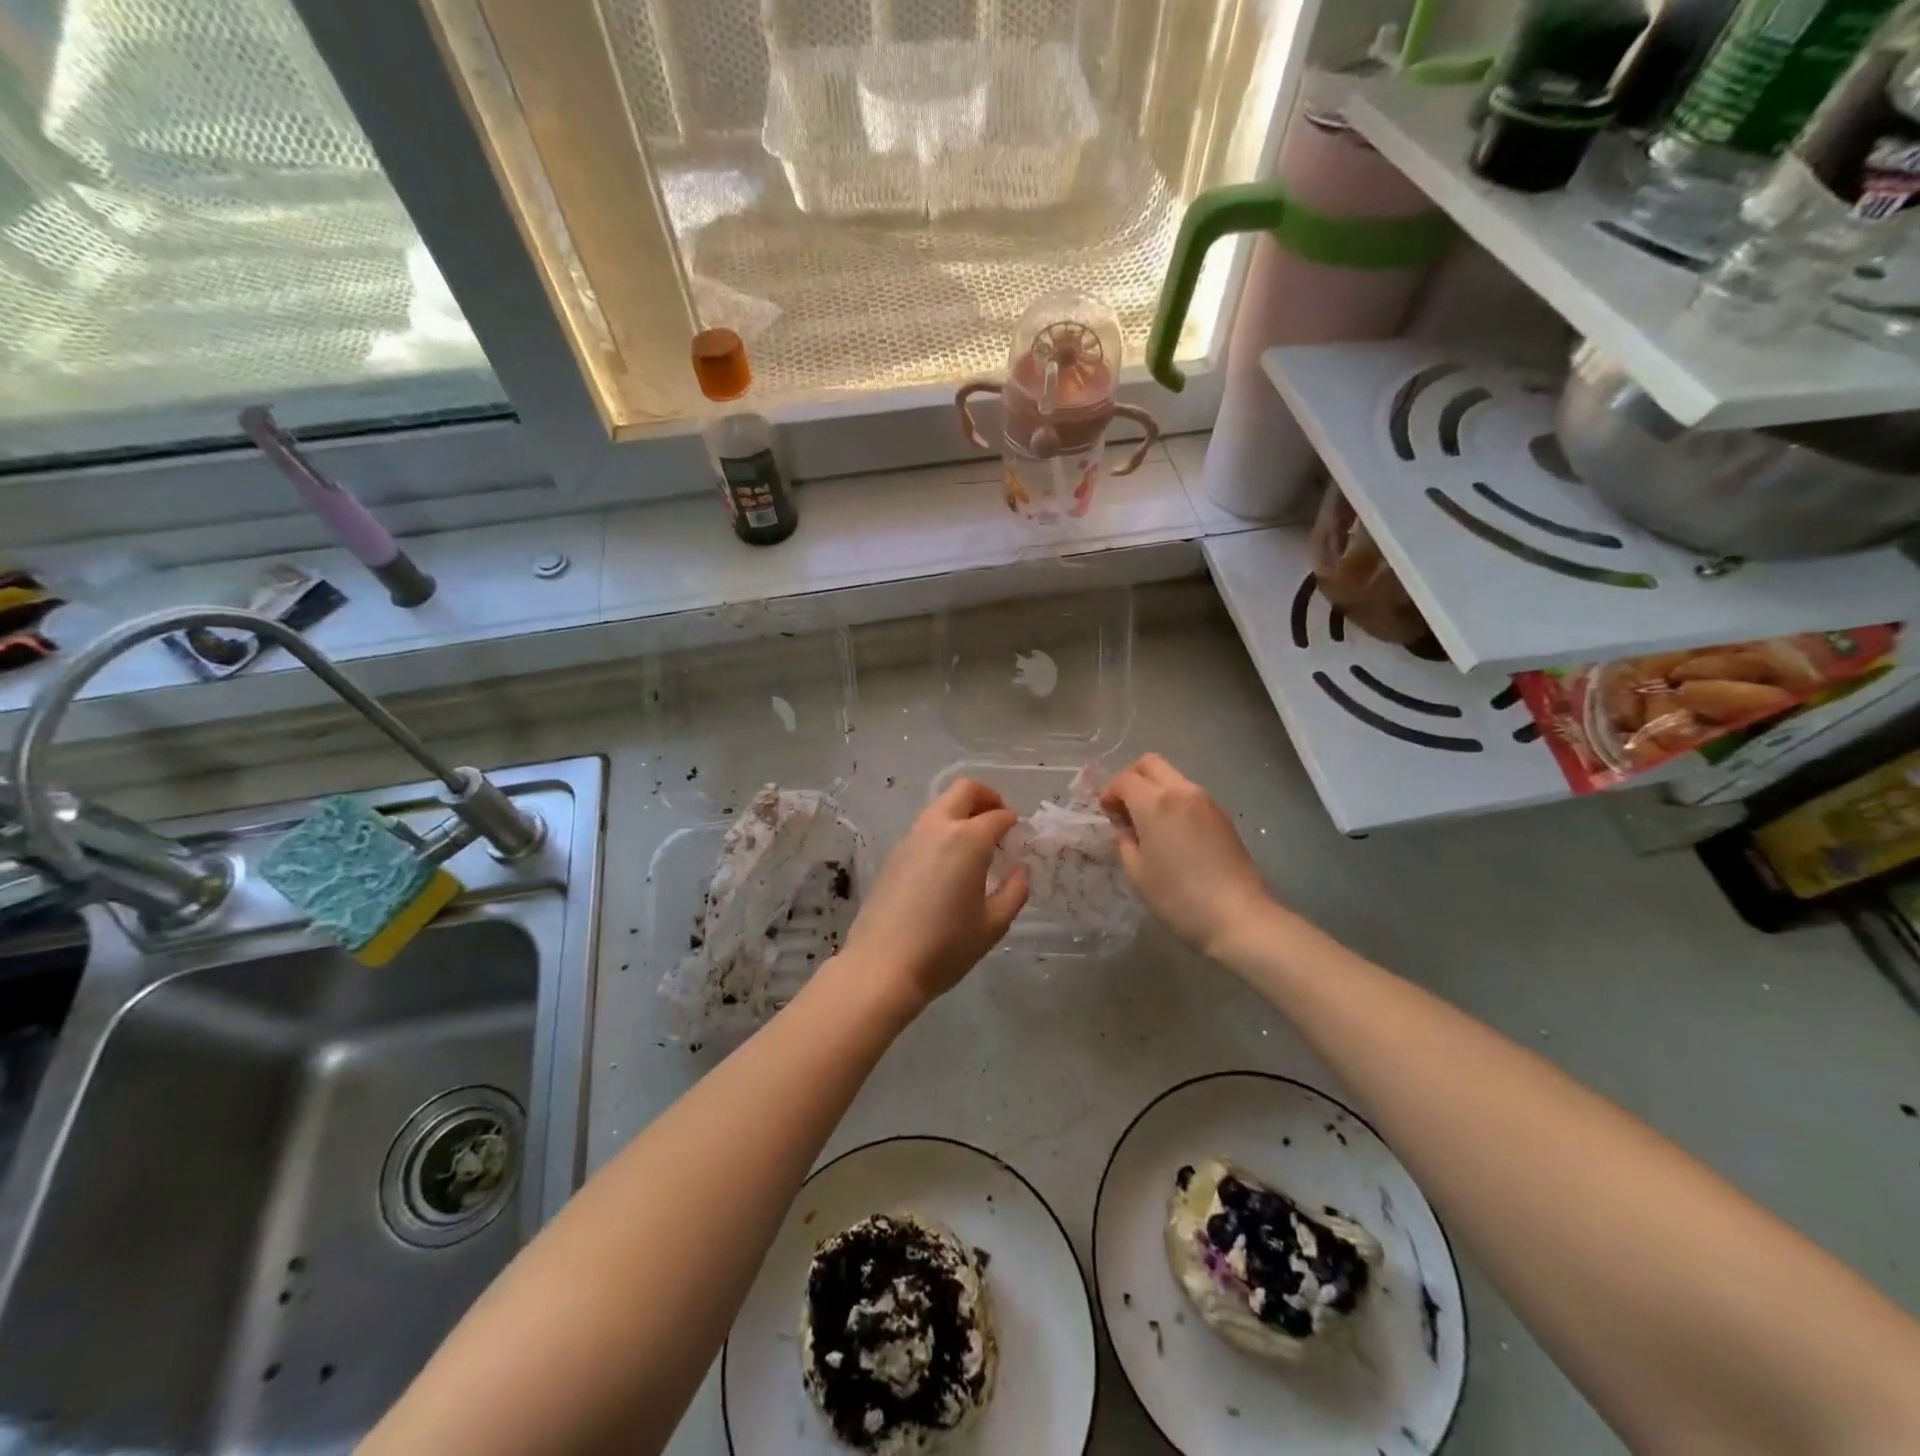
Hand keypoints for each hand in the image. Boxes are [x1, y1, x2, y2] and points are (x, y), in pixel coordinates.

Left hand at [839, 779, 1028, 1009]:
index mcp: (967, 839)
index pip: (998, 815)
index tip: (1020, 838)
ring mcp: (910, 839)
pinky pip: (924, 829)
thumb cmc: (946, 946)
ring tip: (976, 848)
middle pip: (963, 790)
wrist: (883, 965)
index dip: (1013, 823)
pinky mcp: (893, 855)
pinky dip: (942, 832)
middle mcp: (937, 828)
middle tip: (999, 823)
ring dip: (962, 814)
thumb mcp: (993, 925)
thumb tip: (1019, 871)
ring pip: (940, 806)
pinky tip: (948, 866)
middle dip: (987, 798)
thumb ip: (1014, 891)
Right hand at [1100, 754, 1273, 956]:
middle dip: (1131, 779)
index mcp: (1156, 803)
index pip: (1125, 779)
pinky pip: (1189, 795)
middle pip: (1150, 763)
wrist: (1239, 917)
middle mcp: (1182, 792)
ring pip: (1172, 777)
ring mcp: (1206, 801)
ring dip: (1154, 791)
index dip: (1109, 793)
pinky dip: (1174, 803)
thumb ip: (1124, 842)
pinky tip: (1172, 835)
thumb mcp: (1137, 873)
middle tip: (1125, 810)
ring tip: (1149, 826)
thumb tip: (1124, 828)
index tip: (1107, 816)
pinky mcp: (1222, 816)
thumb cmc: (1179, 898)